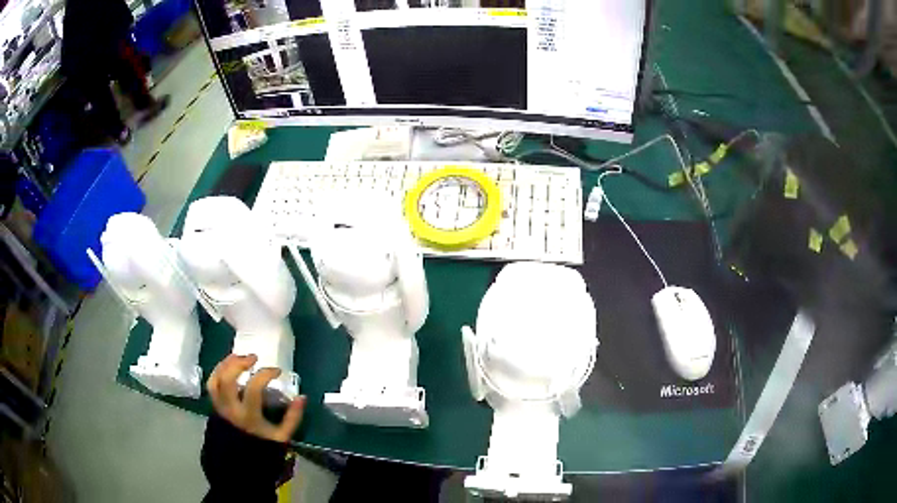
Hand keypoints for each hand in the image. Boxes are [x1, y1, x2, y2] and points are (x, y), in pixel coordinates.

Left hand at [207, 354, 305, 442]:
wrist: (241, 462)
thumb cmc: (263, 449)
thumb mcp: (282, 437)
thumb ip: (292, 418)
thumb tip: (302, 397)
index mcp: (248, 416)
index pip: (253, 387)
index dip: (265, 374)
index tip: (277, 371)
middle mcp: (231, 409)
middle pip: (227, 378)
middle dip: (239, 363)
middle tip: (253, 357)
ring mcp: (220, 407)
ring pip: (215, 379)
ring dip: (226, 364)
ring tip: (238, 357)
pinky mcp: (215, 407)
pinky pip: (211, 385)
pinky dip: (218, 372)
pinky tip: (228, 367)